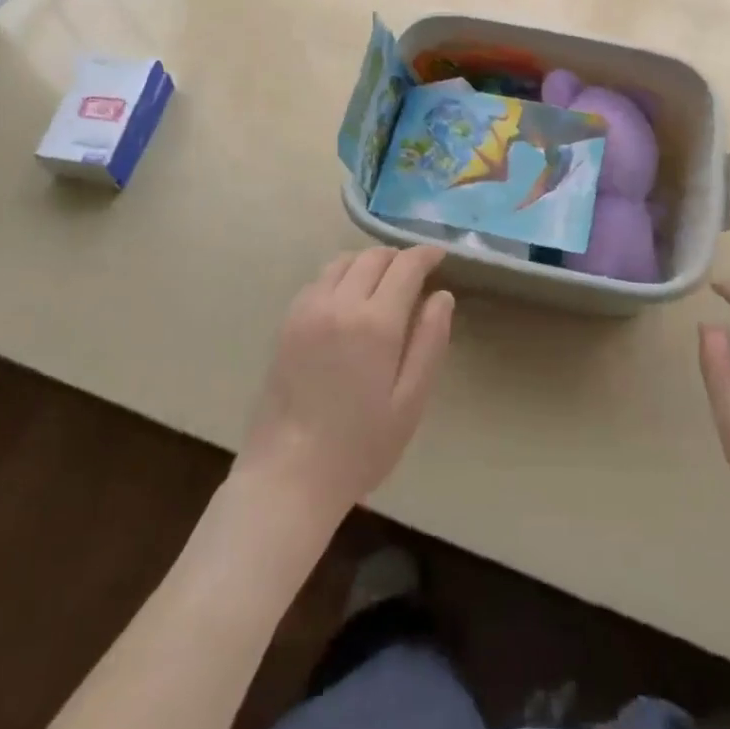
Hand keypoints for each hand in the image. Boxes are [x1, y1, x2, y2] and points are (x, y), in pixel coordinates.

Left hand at [238, 245, 454, 524]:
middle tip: (415, 272)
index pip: (405, 266)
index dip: (425, 254)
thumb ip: (430, 341)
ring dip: (367, 262)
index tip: (439, 255)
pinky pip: (318, 280)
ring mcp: (308, 309)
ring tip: (382, 281)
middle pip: (373, 257)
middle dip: (398, 257)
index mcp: (376, 322)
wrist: (288, 474)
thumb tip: (442, 296)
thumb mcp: (410, 400)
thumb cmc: (360, 445)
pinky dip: (340, 276)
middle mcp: (340, 303)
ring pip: (343, 262)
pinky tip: (347, 299)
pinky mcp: (287, 322)